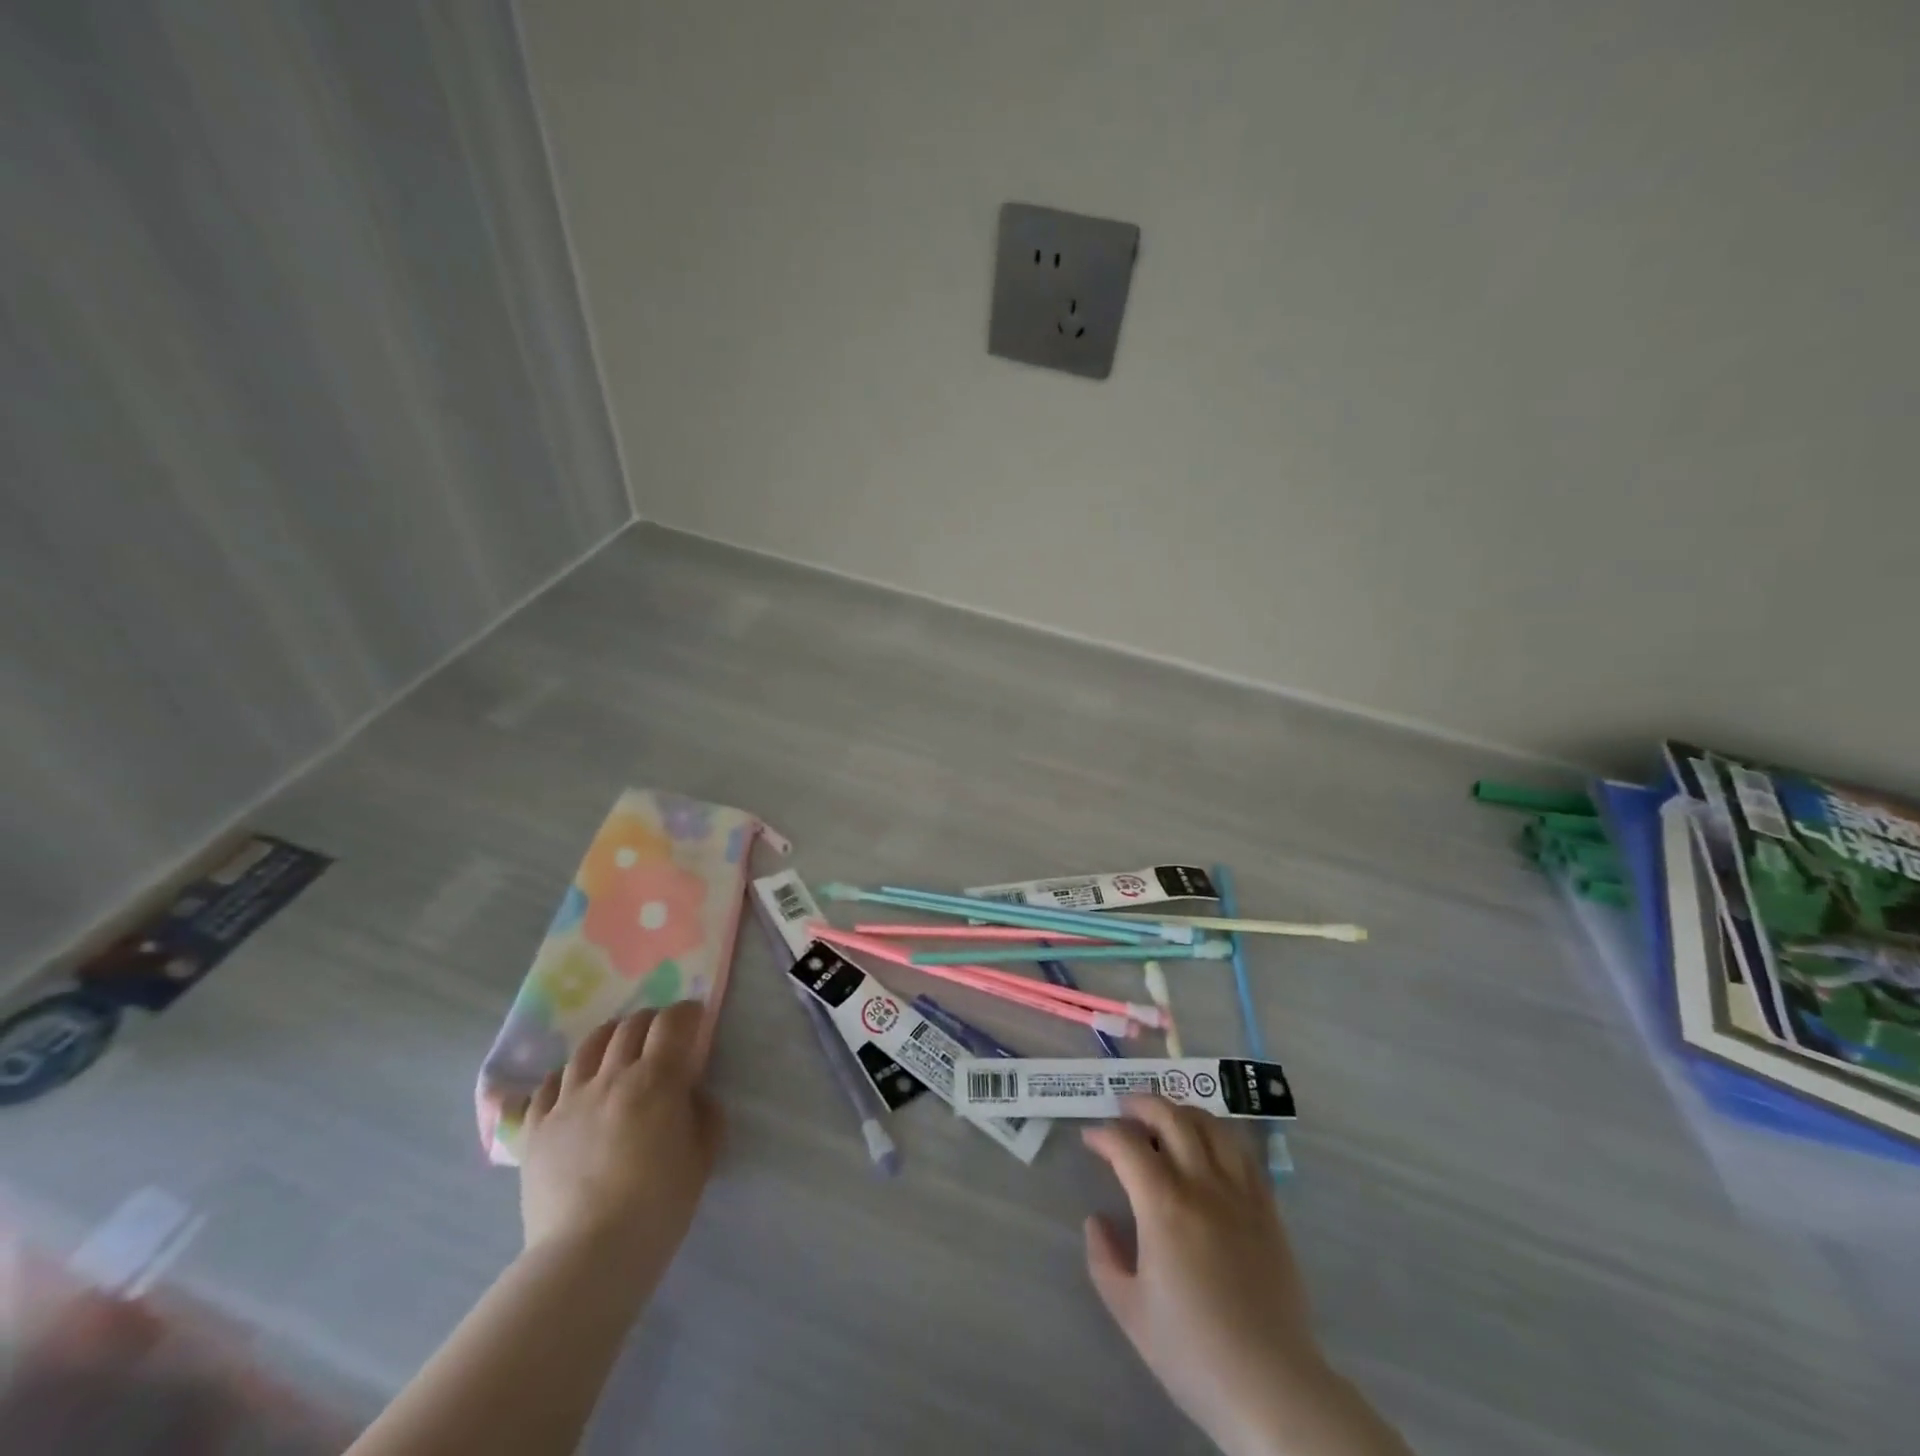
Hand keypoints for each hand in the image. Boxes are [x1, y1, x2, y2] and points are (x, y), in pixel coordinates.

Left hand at [519, 1001, 722, 1277]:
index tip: (695, 1019)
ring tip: (618, 1047)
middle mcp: (611, 1076)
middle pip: (630, 1026)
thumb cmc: (658, 1204)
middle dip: (651, 1021)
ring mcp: (568, 1100)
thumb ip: (703, 1112)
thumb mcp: (703, 1155)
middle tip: (662, 1035)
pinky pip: (548, 1085)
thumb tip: (690, 1093)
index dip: (687, 1013)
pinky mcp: (536, 1128)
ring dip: (610, 1037)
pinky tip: (573, 1085)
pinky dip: (566, 1075)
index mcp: (656, 1079)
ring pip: (588, 1047)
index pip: (672, 1022)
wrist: (589, 1255)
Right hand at [1083, 1099, 1407, 1455]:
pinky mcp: (1268, 1208)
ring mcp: (1240, 1193)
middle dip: (1142, 1103)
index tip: (1090, 1138)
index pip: (1127, 1145)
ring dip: (1182, 1111)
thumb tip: (1097, 1220)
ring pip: (1212, 1125)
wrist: (1271, 1386)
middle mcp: (1202, 1185)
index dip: (1104, 1134)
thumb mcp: (1129, 1311)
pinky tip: (1209, 1145)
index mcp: (1163, 1206)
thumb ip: (1104, 1258)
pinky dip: (1219, 1135)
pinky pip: (1243, 1152)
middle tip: (1124, 1107)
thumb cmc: (1193, 1352)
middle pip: (1171, 1118)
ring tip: (1166, 1117)